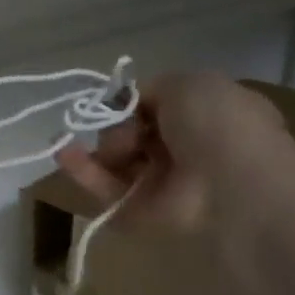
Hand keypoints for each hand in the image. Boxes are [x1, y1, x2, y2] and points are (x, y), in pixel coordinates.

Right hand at [54, 72, 285, 233]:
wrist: (231, 185)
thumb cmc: (217, 124)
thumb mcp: (186, 82)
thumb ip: (150, 88)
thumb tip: (127, 104)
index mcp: (206, 117)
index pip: (158, 107)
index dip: (133, 102)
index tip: (117, 101)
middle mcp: (186, 150)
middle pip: (133, 134)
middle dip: (115, 126)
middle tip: (119, 129)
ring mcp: (164, 184)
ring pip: (117, 162)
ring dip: (94, 148)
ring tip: (77, 141)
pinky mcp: (141, 212)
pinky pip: (106, 189)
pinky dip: (82, 172)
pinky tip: (63, 153)